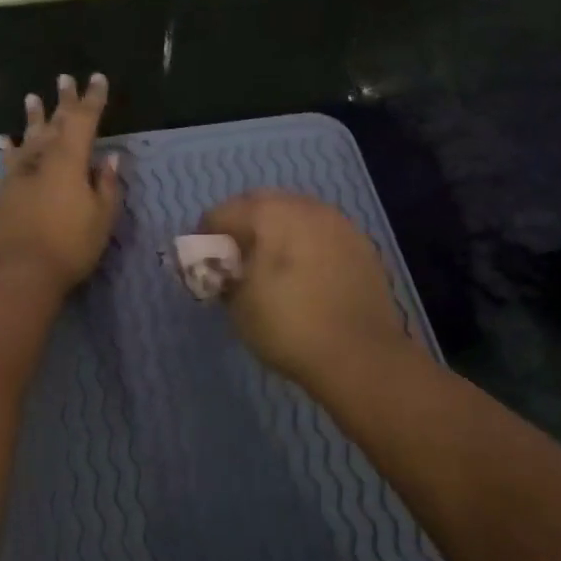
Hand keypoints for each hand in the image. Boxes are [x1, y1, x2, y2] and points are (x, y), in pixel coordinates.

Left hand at [0, 73, 121, 295]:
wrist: (20, 271)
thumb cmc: (70, 245)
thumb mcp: (101, 217)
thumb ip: (105, 185)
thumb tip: (109, 160)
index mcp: (70, 159)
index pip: (84, 120)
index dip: (93, 99)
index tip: (98, 79)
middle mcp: (42, 158)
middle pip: (54, 122)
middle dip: (63, 101)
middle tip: (65, 79)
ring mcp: (19, 174)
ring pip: (28, 137)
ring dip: (33, 117)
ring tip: (32, 97)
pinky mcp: (4, 192)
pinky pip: (8, 161)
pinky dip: (9, 148)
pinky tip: (3, 139)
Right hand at [200, 189, 413, 391]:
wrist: (360, 356)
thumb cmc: (288, 327)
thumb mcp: (238, 306)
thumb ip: (222, 277)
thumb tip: (222, 271)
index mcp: (269, 215)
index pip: (221, 213)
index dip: (203, 237)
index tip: (199, 263)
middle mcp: (305, 207)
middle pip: (260, 204)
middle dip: (241, 226)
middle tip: (232, 260)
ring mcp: (339, 223)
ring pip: (295, 214)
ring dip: (275, 232)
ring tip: (268, 266)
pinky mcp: (361, 245)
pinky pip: (321, 233)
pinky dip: (305, 244)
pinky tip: (302, 274)